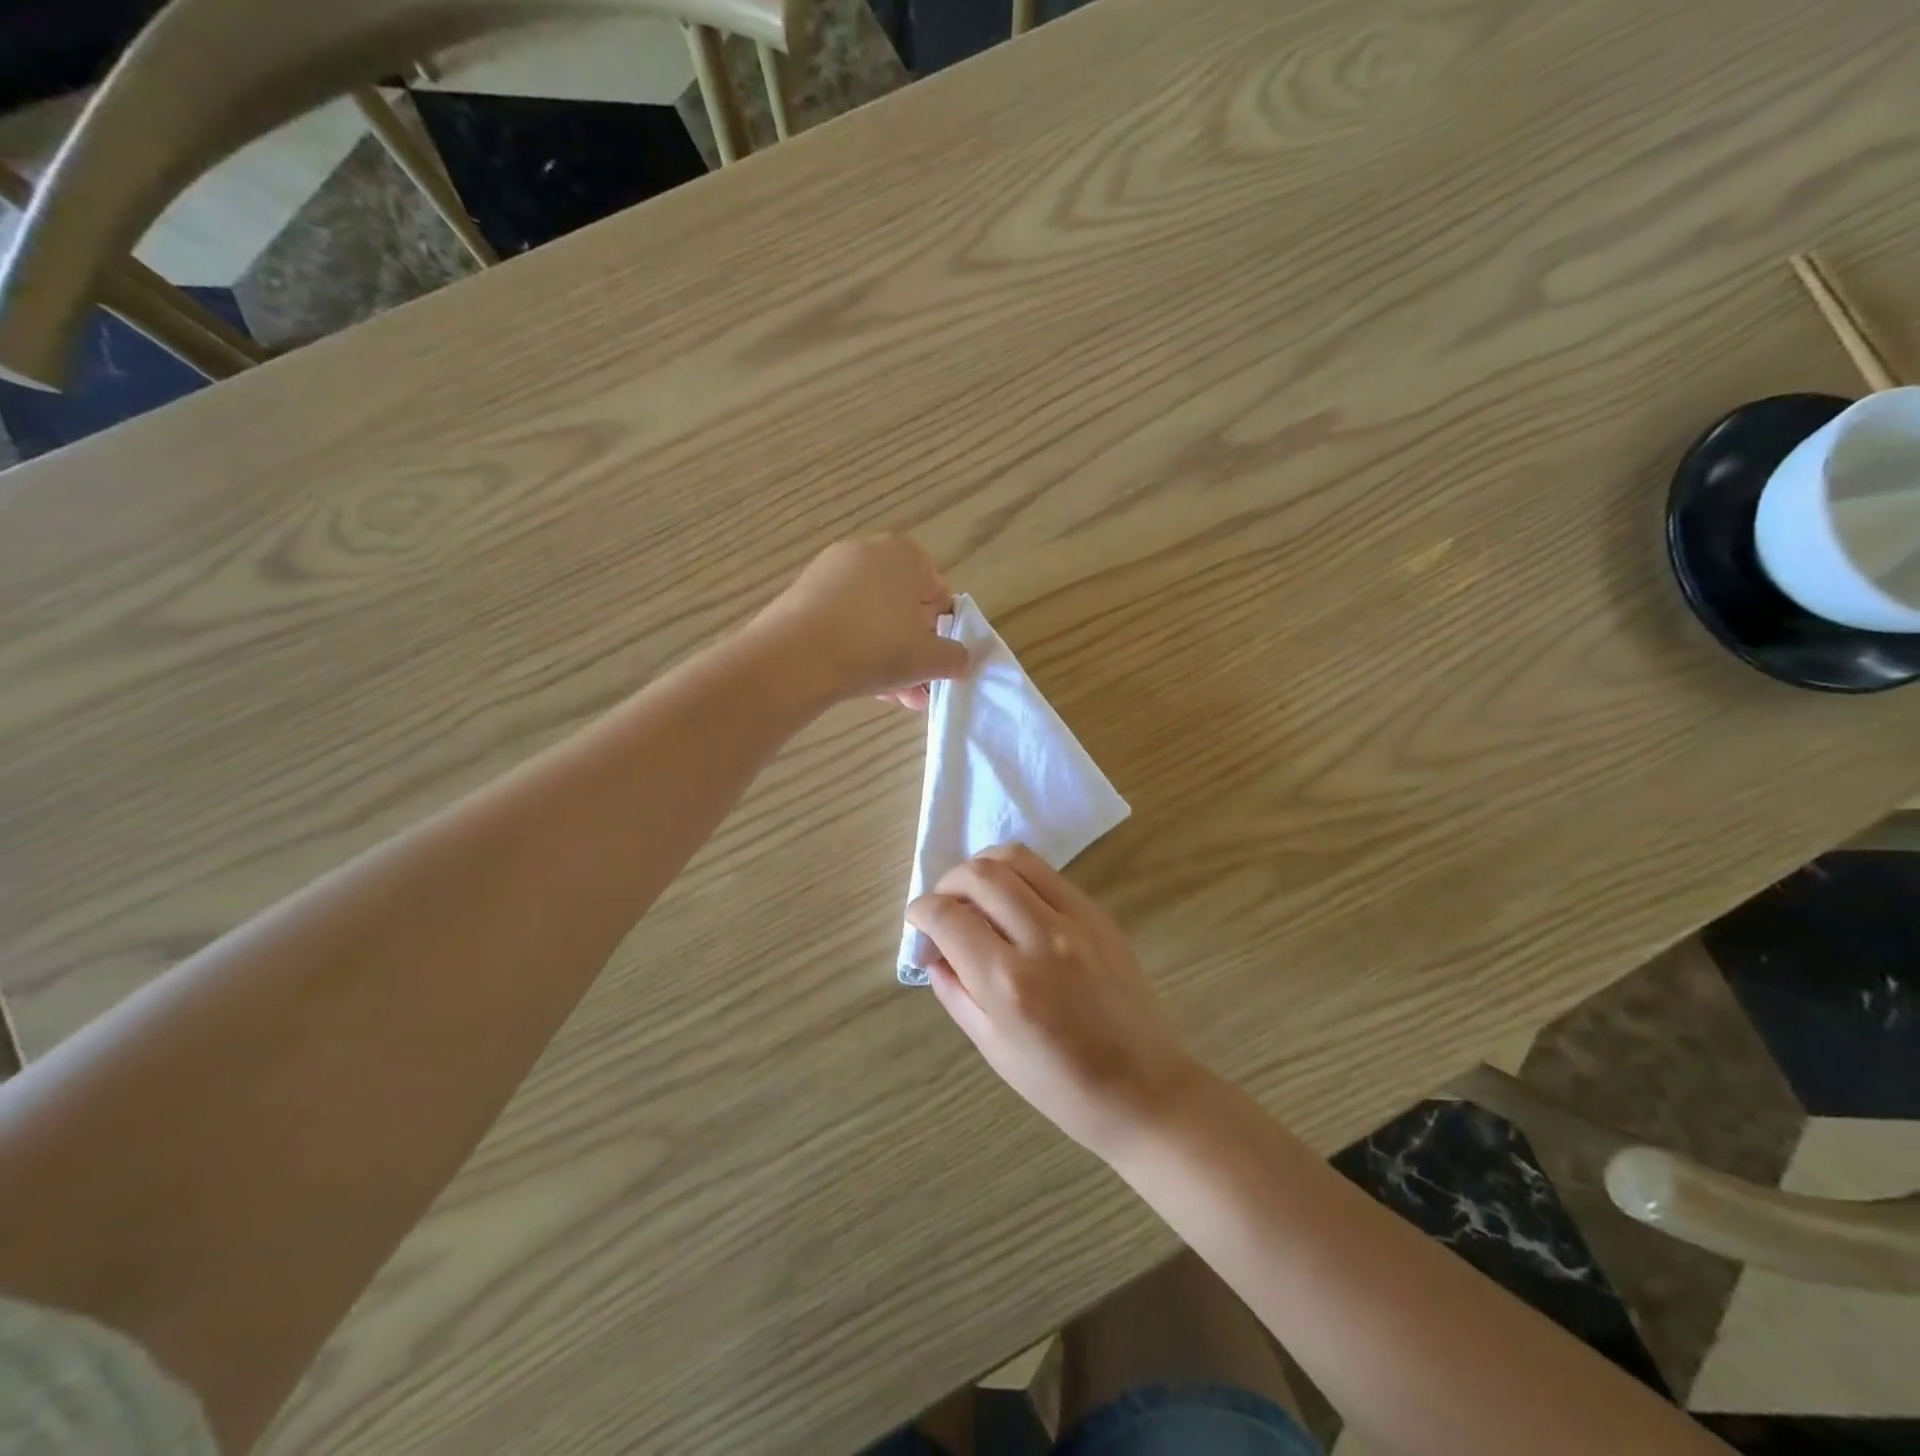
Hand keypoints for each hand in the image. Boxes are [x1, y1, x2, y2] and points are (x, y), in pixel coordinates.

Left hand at [751, 535, 968, 709]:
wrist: (794, 658)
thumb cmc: (875, 647)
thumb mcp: (930, 658)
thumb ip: (955, 657)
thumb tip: (958, 659)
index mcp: (904, 554)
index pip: (937, 590)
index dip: (942, 629)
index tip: (935, 660)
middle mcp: (866, 552)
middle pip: (903, 606)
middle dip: (913, 649)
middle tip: (916, 685)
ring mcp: (829, 572)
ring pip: (873, 619)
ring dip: (887, 657)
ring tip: (893, 696)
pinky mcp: (802, 597)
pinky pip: (843, 623)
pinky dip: (856, 649)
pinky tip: (862, 684)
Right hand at [906, 844, 1202, 1161]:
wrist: (1142, 1088)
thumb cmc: (1060, 1084)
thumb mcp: (992, 1047)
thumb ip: (955, 991)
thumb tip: (934, 952)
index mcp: (1007, 982)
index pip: (948, 917)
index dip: (921, 910)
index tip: (918, 918)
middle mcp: (1042, 938)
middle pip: (980, 873)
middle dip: (948, 881)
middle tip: (944, 905)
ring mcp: (1077, 920)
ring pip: (1016, 858)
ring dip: (983, 867)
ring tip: (976, 894)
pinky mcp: (1099, 914)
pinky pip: (1049, 874)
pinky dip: (1019, 877)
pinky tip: (1015, 905)